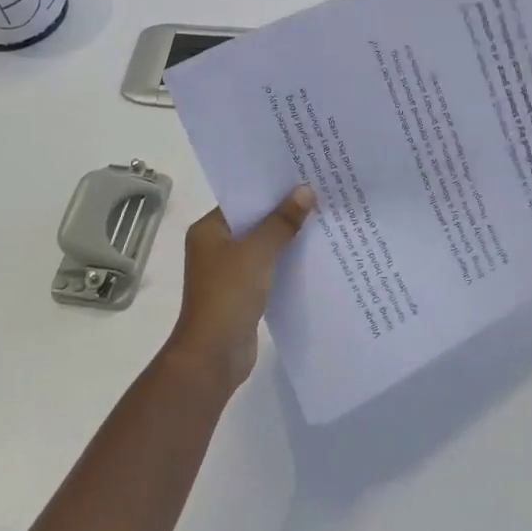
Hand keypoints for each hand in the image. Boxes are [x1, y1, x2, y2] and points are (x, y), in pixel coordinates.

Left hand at [164, 185, 314, 395]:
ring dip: (287, 235)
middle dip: (284, 210)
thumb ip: (281, 221)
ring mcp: (230, 270)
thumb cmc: (228, 295)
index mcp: (209, 230)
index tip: (301, 174)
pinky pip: (269, 266)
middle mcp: (216, 246)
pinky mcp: (244, 291)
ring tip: (323, 216)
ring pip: (264, 244)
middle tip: (319, 191)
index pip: (243, 198)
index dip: (271, 187)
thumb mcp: (257, 252)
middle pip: (255, 220)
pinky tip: (314, 251)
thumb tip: (306, 191)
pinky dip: (286, 259)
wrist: (213, 356)